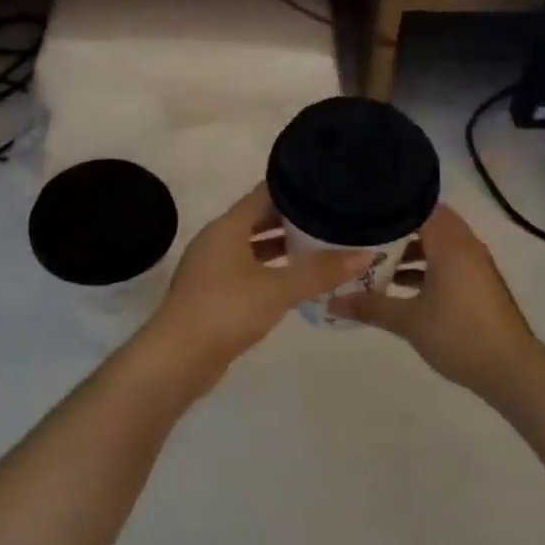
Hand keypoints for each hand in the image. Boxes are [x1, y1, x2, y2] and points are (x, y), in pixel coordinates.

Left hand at [146, 184, 372, 371]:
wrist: (177, 358)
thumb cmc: (226, 311)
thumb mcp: (279, 289)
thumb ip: (321, 272)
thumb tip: (367, 254)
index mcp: (227, 227)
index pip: (265, 193)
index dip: (295, 187)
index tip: (327, 186)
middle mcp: (217, 240)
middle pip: (259, 219)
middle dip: (293, 218)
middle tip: (332, 216)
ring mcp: (212, 268)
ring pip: (253, 247)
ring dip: (282, 246)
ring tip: (321, 246)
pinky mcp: (213, 293)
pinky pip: (247, 271)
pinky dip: (271, 270)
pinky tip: (296, 280)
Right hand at [329, 203, 541, 396]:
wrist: (510, 369)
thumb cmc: (458, 335)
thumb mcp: (408, 321)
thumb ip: (370, 306)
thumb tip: (331, 301)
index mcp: (450, 244)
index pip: (419, 205)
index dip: (390, 205)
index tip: (361, 209)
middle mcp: (464, 245)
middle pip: (427, 222)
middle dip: (395, 228)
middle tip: (362, 234)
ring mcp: (474, 264)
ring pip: (436, 243)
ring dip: (409, 249)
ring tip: (374, 260)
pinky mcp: (477, 282)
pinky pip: (446, 261)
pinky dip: (424, 266)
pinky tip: (398, 286)